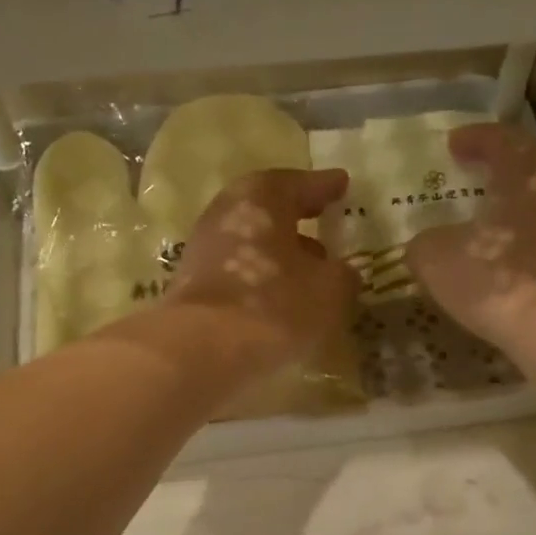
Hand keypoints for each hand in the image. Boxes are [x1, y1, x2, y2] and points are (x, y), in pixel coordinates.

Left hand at [162, 168, 359, 377]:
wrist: (202, 351)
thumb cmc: (275, 304)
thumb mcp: (329, 289)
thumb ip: (341, 275)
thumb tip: (340, 273)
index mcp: (261, 197)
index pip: (298, 184)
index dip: (323, 187)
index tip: (341, 185)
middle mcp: (226, 214)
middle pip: (267, 212)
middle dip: (296, 220)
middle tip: (322, 224)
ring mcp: (204, 252)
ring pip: (252, 244)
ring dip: (279, 254)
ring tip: (309, 271)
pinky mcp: (194, 288)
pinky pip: (239, 274)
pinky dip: (261, 280)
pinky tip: (281, 300)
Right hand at [406, 123, 535, 384]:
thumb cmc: (495, 278)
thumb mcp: (437, 259)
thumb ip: (425, 245)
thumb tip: (424, 245)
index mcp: (522, 174)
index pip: (501, 140)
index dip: (476, 138)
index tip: (453, 143)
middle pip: (533, 165)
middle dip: (505, 165)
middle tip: (480, 172)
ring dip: (516, 205)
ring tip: (488, 218)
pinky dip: (524, 240)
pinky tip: (504, 257)